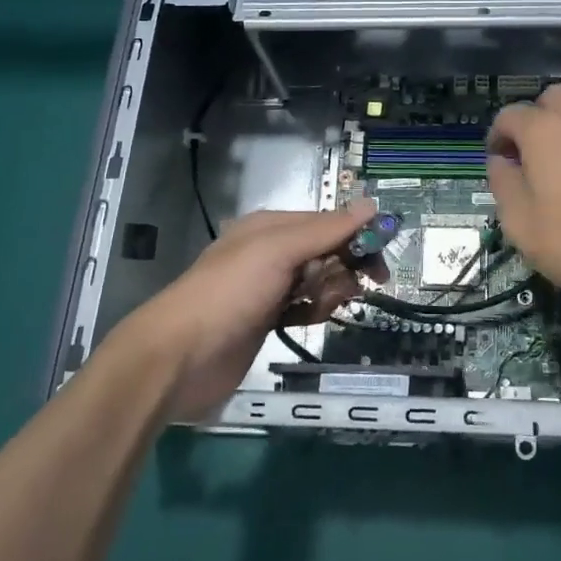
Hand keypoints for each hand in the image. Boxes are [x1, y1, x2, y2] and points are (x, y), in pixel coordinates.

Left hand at [110, 200, 377, 420]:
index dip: (357, 237)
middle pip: (326, 251)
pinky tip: (310, 320)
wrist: (179, 357)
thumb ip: (326, 229)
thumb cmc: (231, 293)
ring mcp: (267, 287)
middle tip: (357, 289)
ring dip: (329, 292)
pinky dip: (314, 311)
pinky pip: (304, 306)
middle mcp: (270, 251)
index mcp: (271, 226)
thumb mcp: (279, 251)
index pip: (328, 222)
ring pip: (319, 280)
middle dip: (344, 268)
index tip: (381, 263)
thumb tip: (371, 204)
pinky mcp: (266, 319)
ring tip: (318, 307)